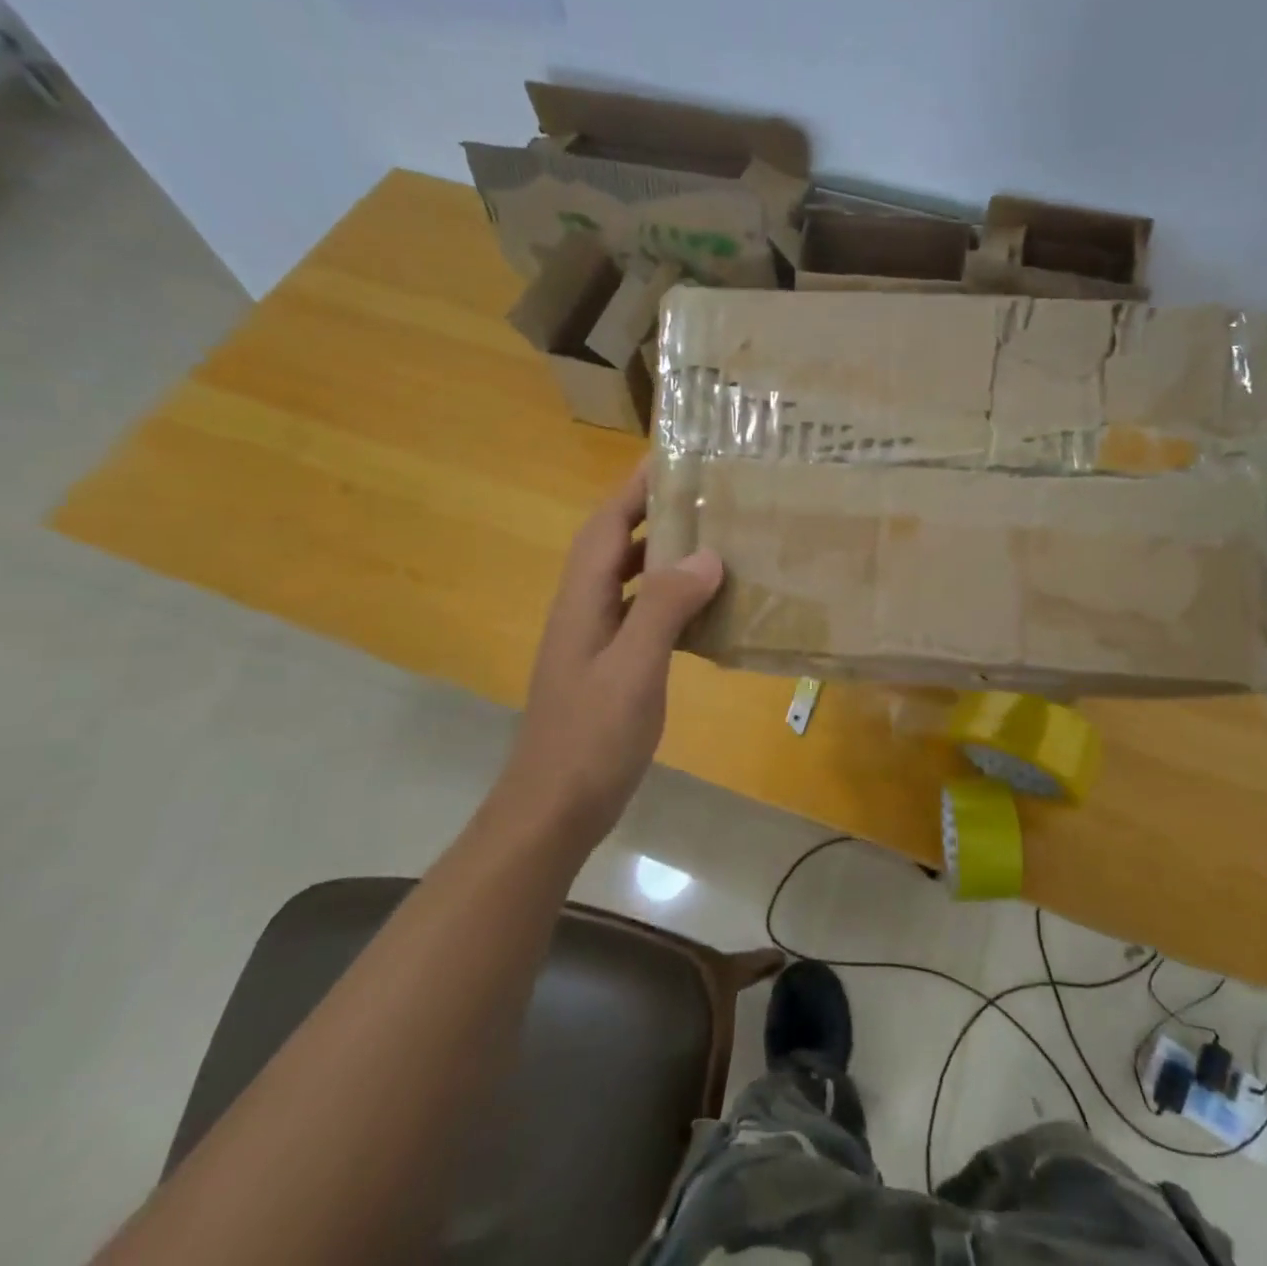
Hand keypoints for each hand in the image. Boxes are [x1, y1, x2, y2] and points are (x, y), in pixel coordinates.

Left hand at [495, 461, 722, 851]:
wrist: (553, 809)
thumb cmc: (591, 738)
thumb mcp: (633, 669)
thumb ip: (666, 608)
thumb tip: (706, 554)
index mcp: (583, 600)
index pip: (607, 525)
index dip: (635, 488)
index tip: (672, 456)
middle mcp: (583, 610)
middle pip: (616, 544)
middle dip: (653, 513)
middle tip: (706, 495)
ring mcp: (593, 640)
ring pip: (629, 579)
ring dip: (663, 554)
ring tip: (712, 540)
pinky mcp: (607, 667)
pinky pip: (641, 614)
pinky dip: (669, 599)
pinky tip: (703, 608)